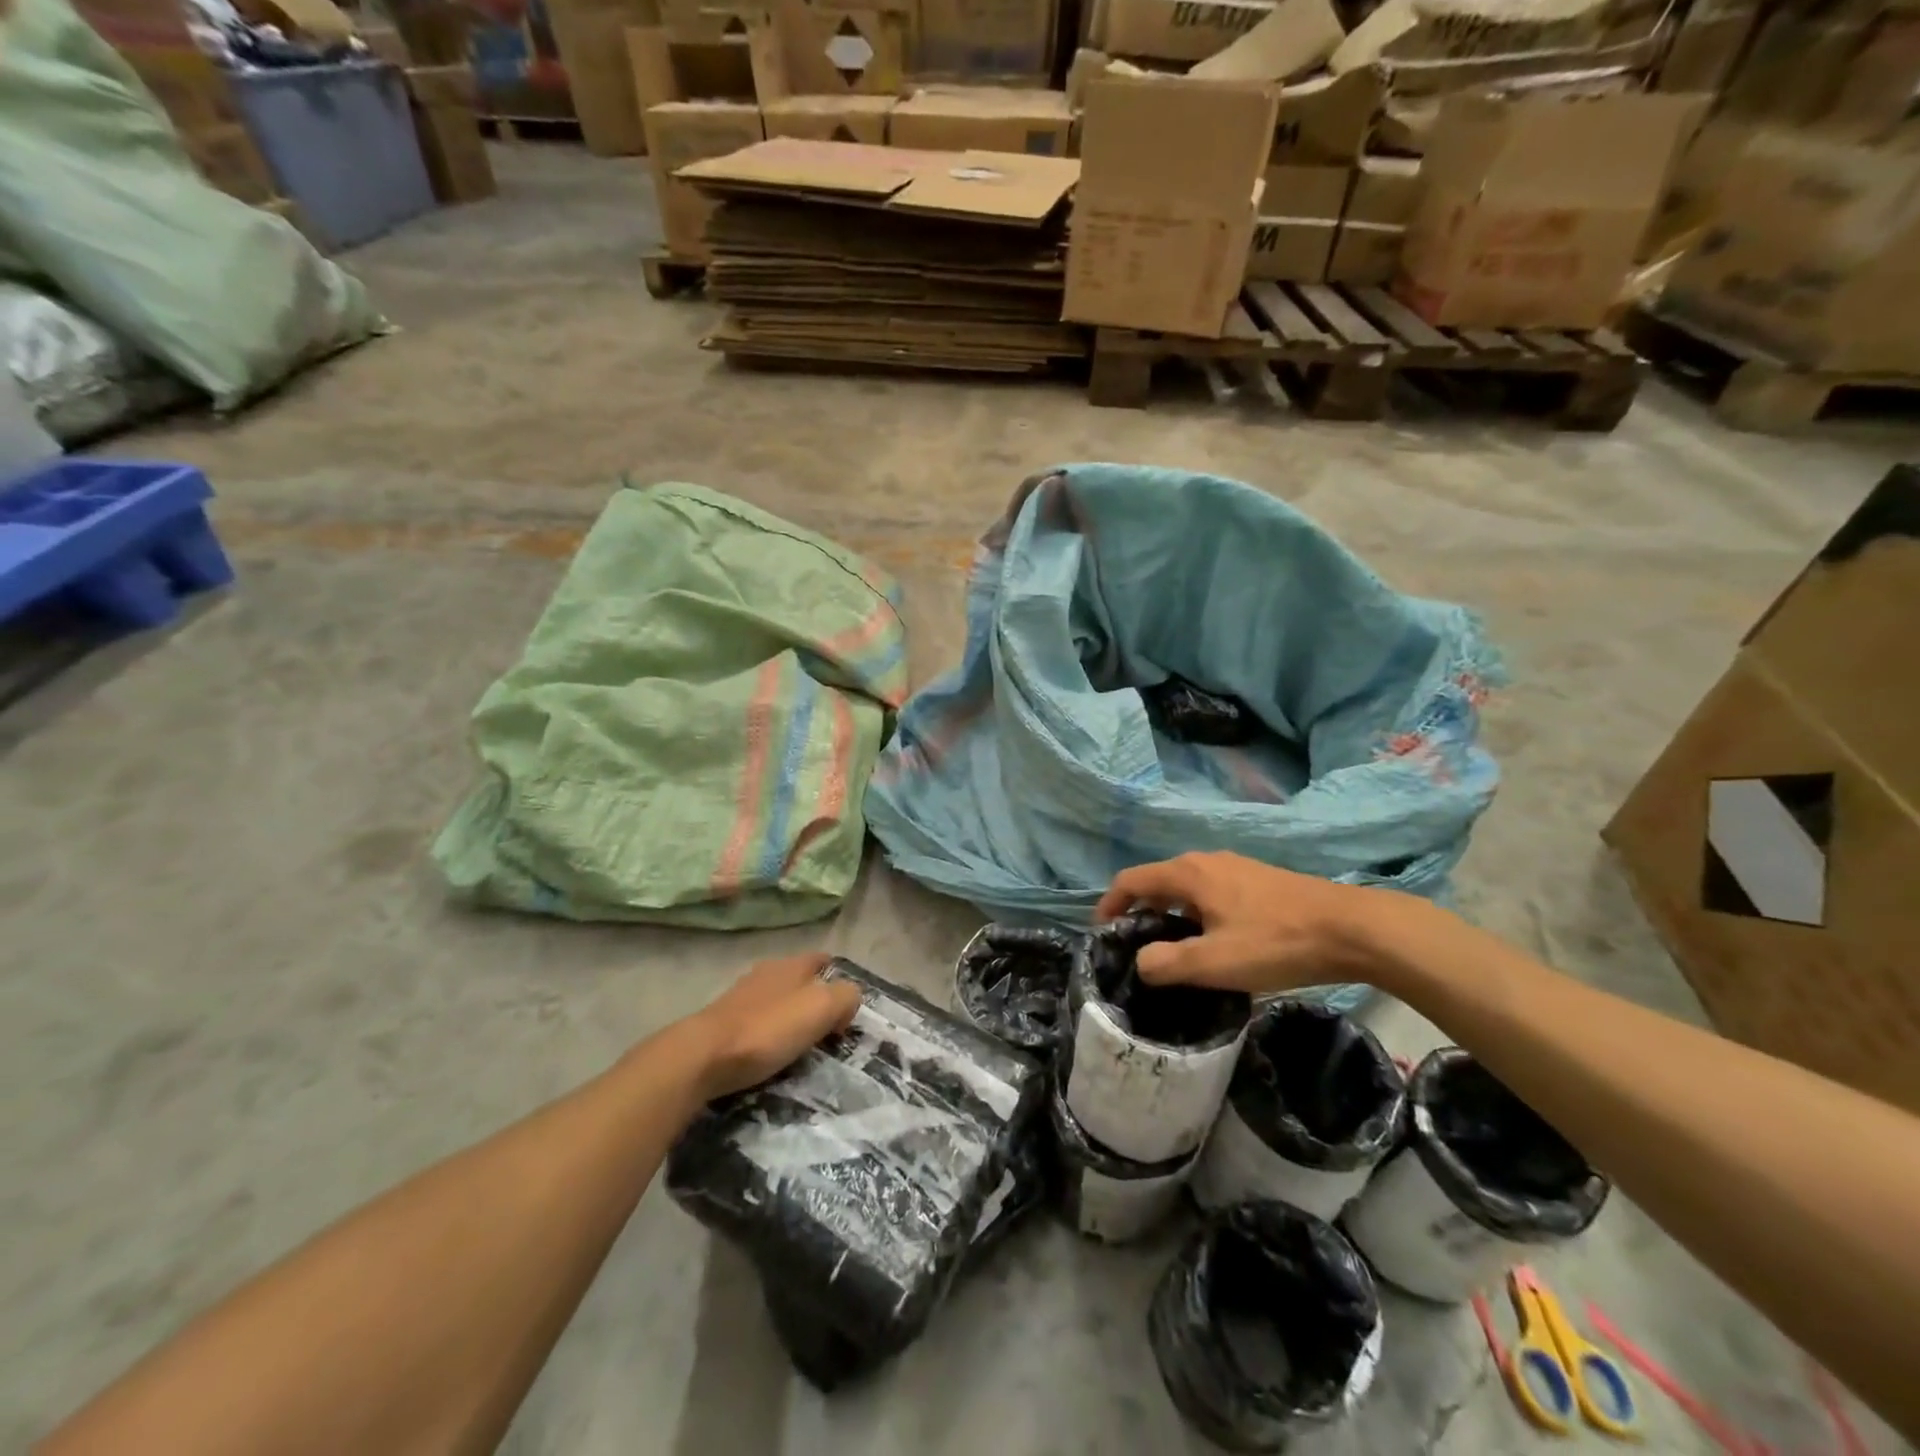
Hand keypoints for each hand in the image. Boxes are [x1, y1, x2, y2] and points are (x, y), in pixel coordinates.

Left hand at [684, 954, 862, 1099]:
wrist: (702, 1057)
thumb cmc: (768, 1029)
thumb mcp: (821, 1007)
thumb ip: (845, 996)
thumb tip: (847, 1002)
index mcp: (791, 964)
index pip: (823, 959)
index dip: (839, 977)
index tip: (848, 1007)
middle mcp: (766, 973)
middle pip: (800, 980)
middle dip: (815, 999)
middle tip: (830, 1030)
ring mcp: (741, 997)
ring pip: (777, 1001)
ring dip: (791, 1018)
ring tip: (802, 1046)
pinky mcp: (722, 1023)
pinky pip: (757, 1023)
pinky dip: (769, 1035)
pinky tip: (771, 1054)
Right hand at [1094, 852, 1389, 993]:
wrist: (1354, 929)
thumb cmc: (1277, 943)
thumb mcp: (1215, 963)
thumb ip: (1167, 964)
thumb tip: (1141, 961)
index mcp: (1188, 873)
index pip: (1131, 880)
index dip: (1110, 905)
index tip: (1103, 935)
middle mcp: (1206, 861)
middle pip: (1158, 881)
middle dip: (1141, 912)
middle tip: (1139, 949)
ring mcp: (1235, 867)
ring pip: (1186, 888)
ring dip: (1171, 915)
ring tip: (1175, 951)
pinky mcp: (1259, 880)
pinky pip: (1211, 892)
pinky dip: (1197, 913)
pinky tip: (1216, 942)